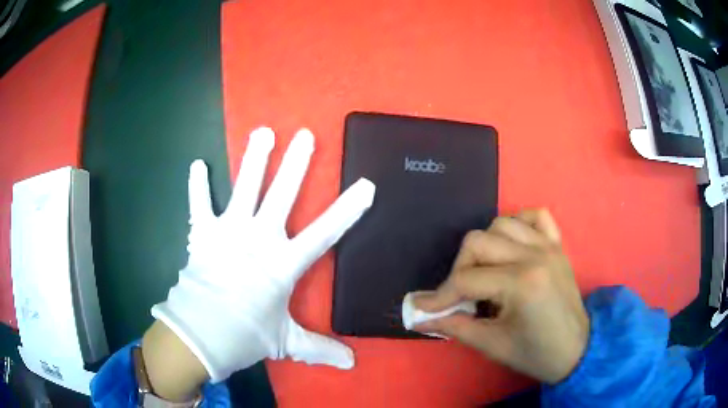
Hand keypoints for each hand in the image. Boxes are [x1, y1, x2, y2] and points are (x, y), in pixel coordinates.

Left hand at [151, 127, 375, 382]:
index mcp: (283, 264)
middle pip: (281, 196)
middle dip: (296, 165)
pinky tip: (197, 163)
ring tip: (263, 132)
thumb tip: (352, 365)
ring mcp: (228, 232)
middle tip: (306, 135)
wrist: (199, 335)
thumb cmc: (244, 335)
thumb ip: (320, 349)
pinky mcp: (202, 233)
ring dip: (254, 160)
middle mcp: (258, 239)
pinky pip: (199, 204)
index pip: (324, 233)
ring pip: (244, 188)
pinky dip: (197, 185)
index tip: (365, 185)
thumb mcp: (286, 343)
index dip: (346, 210)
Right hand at [412, 209, 588, 383]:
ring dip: (484, 247)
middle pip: (478, 242)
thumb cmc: (536, 353)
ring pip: (501, 224)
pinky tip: (512, 247)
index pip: (466, 279)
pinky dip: (518, 224)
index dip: (440, 296)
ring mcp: (548, 246)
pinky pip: (534, 216)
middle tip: (459, 296)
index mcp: (521, 283)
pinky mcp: (556, 245)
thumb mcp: (492, 345)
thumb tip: (421, 317)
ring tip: (485, 273)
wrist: (577, 350)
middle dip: (459, 269)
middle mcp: (535, 255)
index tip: (424, 309)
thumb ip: (455, 326)